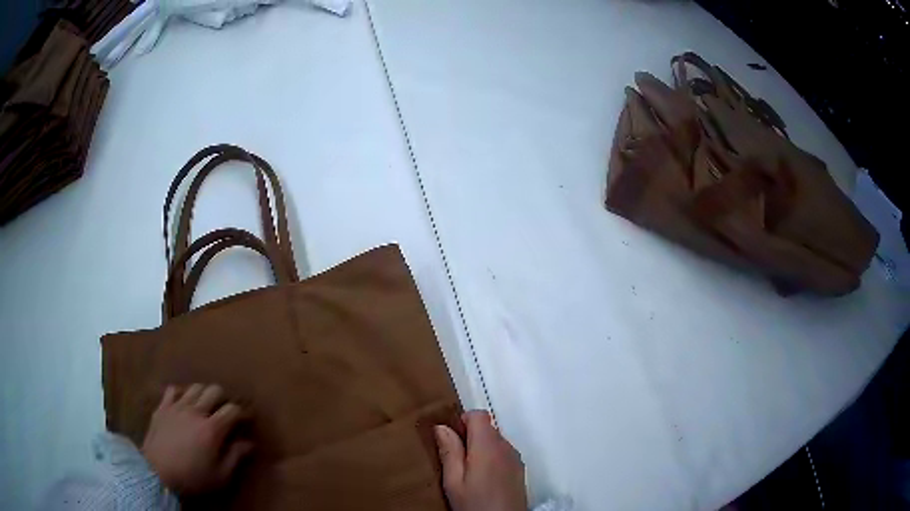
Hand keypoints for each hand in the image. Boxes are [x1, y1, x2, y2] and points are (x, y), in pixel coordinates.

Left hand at [141, 384, 252, 494]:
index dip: (242, 413)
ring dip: (203, 394)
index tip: (245, 421)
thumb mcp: (220, 476)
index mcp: (212, 428)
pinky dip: (181, 394)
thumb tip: (249, 443)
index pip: (232, 410)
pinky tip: (183, 404)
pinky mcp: (162, 407)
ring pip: (195, 387)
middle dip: (223, 398)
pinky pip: (173, 390)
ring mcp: (177, 406)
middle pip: (214, 390)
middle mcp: (196, 411)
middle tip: (224, 411)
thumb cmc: (192, 477)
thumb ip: (236, 457)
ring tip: (205, 407)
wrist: (157, 472)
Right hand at [434, 411, 527, 510]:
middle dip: (470, 437)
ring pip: (495, 441)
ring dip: (480, 449)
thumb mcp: (453, 481)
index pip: (479, 415)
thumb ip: (449, 451)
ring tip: (467, 473)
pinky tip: (483, 480)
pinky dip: (491, 458)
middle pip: (488, 428)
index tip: (450, 438)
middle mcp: (506, 447)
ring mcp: (515, 458)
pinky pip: (503, 454)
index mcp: (488, 446)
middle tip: (455, 460)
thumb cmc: (475, 503)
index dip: (463, 420)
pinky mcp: (520, 469)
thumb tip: (442, 427)